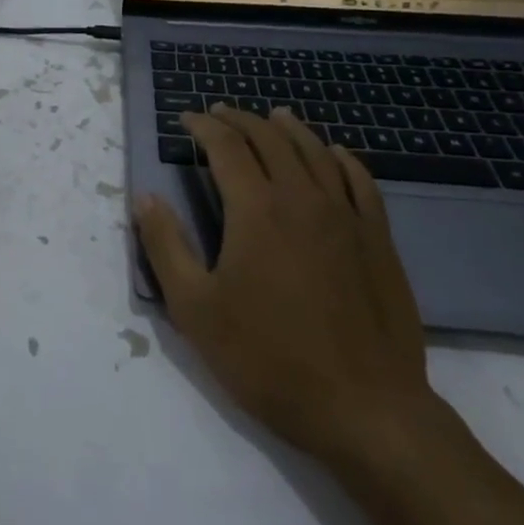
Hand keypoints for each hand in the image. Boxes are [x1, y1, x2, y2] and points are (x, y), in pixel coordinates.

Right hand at [134, 104, 438, 465]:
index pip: (226, 146)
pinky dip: (342, 158)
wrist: (366, 411)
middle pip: (270, 139)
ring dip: (288, 128)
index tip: (186, 119)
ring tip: (272, 116)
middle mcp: (302, 198)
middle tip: (220, 113)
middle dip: (240, 120)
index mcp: (256, 210)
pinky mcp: (378, 240)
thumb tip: (145, 197)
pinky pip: (361, 181)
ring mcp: (346, 216)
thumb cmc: (269, 360)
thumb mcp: (196, 310)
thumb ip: (166, 246)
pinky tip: (334, 153)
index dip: (203, 126)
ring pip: (315, 151)